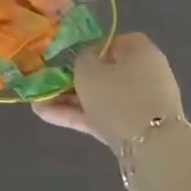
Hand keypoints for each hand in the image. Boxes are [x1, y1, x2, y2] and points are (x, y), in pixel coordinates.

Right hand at [33, 32, 184, 146]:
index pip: (112, 42)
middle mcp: (146, 73)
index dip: (89, 49)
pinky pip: (105, 117)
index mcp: (140, 50)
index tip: (68, 59)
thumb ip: (81, 60)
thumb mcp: (88, 70)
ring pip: (103, 97)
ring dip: (72, 100)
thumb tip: (86, 61)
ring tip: (39, 102)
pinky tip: (47, 115)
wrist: (151, 148)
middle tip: (50, 83)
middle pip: (106, 72)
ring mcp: (142, 103)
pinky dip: (80, 116)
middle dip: (76, 79)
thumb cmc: (118, 96)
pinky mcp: (136, 130)